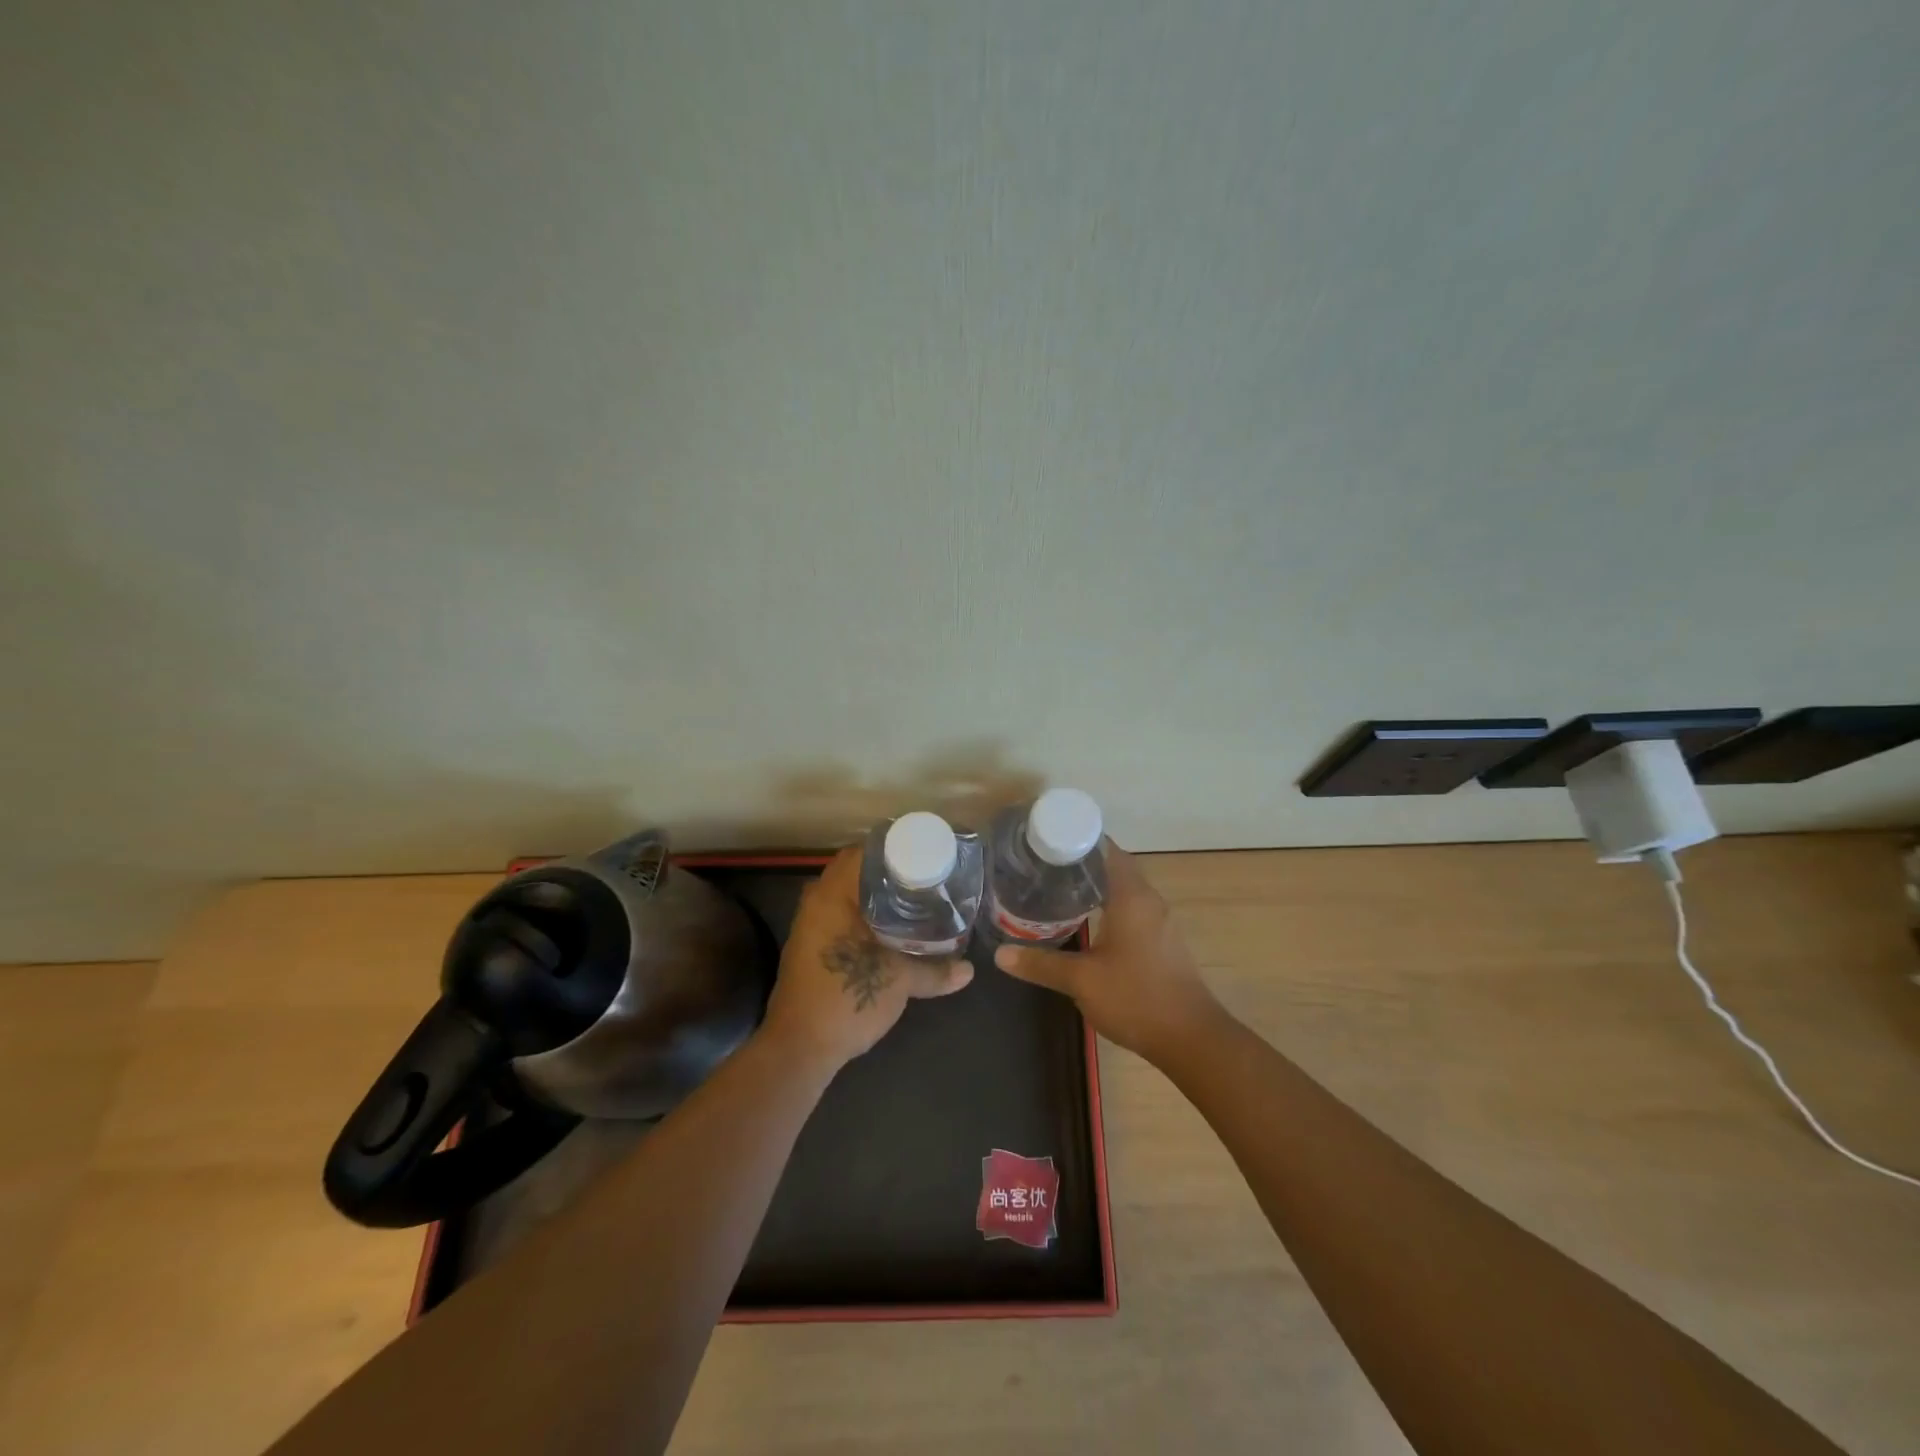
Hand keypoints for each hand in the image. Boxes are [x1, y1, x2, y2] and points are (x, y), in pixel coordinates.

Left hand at [761, 845, 972, 1072]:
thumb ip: (935, 971)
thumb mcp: (899, 982)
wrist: (800, 1048)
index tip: (924, 854)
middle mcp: (816, 902)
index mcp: (833, 895)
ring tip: (913, 900)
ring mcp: (809, 926)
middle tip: (924, 877)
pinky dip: (863, 916)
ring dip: (875, 896)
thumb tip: (969, 970)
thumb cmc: (846, 998)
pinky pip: (840, 917)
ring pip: (847, 896)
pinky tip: (889, 929)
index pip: (863, 852)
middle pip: (855, 873)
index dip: (895, 849)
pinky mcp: (810, 948)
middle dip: (888, 873)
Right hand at [994, 843, 1223, 1063]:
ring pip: (1122, 888)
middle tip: (1041, 865)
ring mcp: (1159, 921)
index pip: (1105, 849)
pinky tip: (1084, 920)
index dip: (1076, 839)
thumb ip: (1040, 963)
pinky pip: (1131, 908)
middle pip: (1112, 866)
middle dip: (1079, 863)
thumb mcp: (1081, 980)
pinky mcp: (1162, 941)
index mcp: (1131, 896)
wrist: (1191, 1038)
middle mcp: (1148, 899)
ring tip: (1055, 888)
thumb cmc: (1136, 998)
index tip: (1044, 841)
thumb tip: (1000, 953)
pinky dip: (1107, 904)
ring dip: (1094, 885)